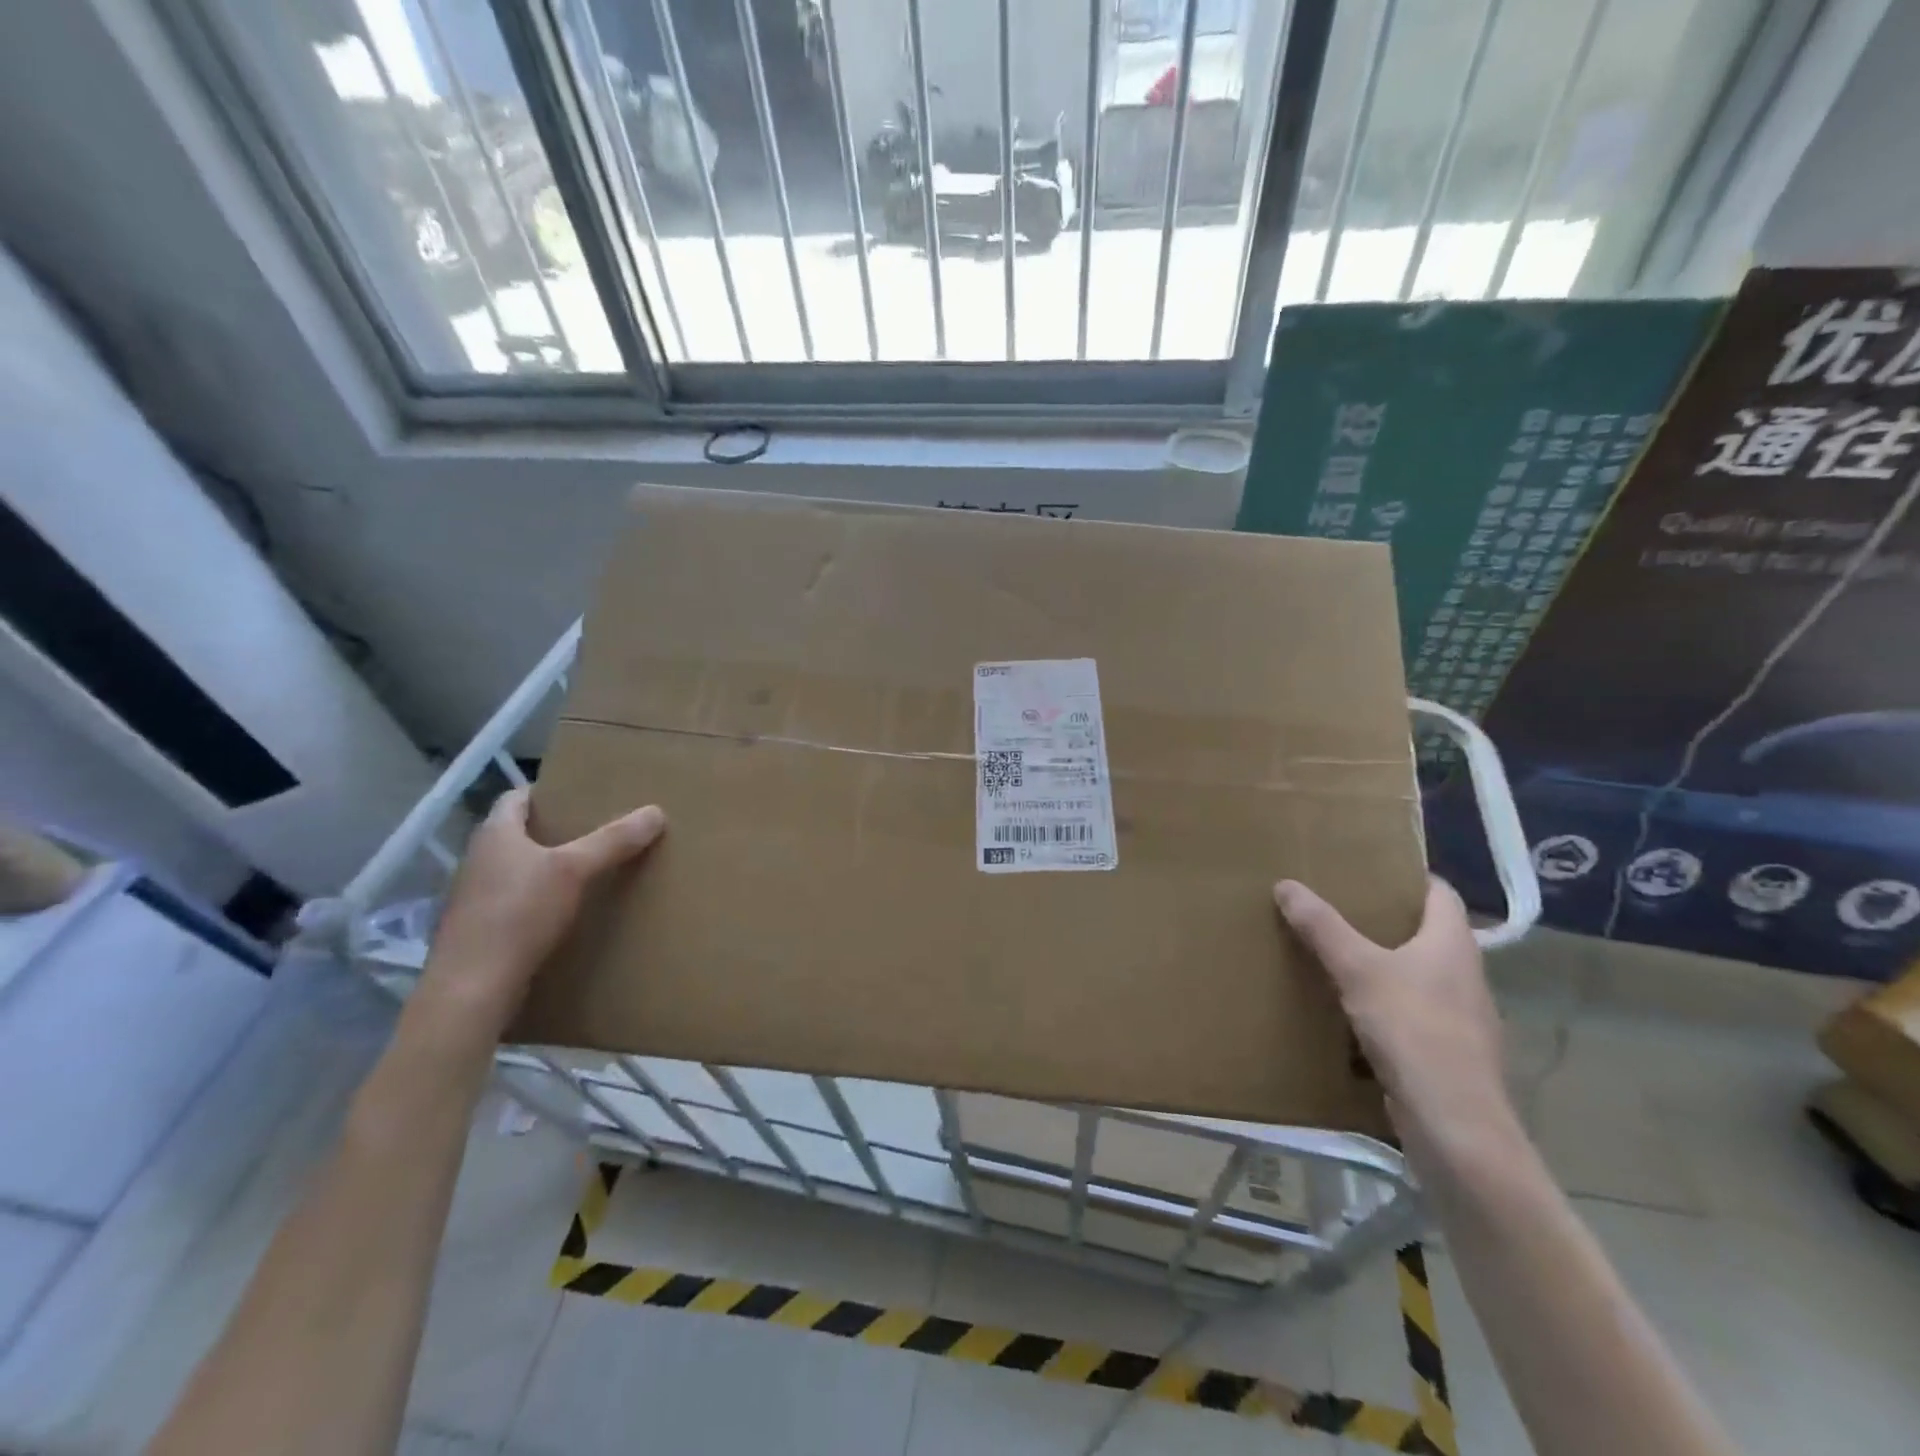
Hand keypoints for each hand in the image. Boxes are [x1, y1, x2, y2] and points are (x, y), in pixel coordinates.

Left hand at [418, 789, 665, 1035]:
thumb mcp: (574, 870)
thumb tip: (656, 811)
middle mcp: (478, 860)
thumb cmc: (518, 914)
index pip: (516, 797)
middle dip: (554, 830)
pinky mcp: (479, 931)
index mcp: (494, 834)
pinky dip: (538, 900)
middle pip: (518, 833)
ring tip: (588, 870)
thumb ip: (613, 840)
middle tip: (596, 830)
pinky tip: (566, 912)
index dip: (547, 792)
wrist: (472, 989)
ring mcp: (474, 898)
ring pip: (516, 869)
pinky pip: (514, 903)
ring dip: (547, 867)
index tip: (581, 795)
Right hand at [1274, 876, 1518, 1152]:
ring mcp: (1461, 1018)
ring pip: (1420, 975)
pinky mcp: (1447, 1053)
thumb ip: (1323, 927)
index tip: (1370, 868)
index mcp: (1453, 944)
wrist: (1456, 1125)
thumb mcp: (1358, 970)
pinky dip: (1386, 1003)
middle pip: (1429, 933)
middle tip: (1339, 905)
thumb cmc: (1414, 1030)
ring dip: (1386, 963)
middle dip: (1387, 919)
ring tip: (1338, 953)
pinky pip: (1413, 1013)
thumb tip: (1286, 883)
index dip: (1410, 876)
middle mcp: (1464, 975)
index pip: (1440, 893)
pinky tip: (1352, 1009)